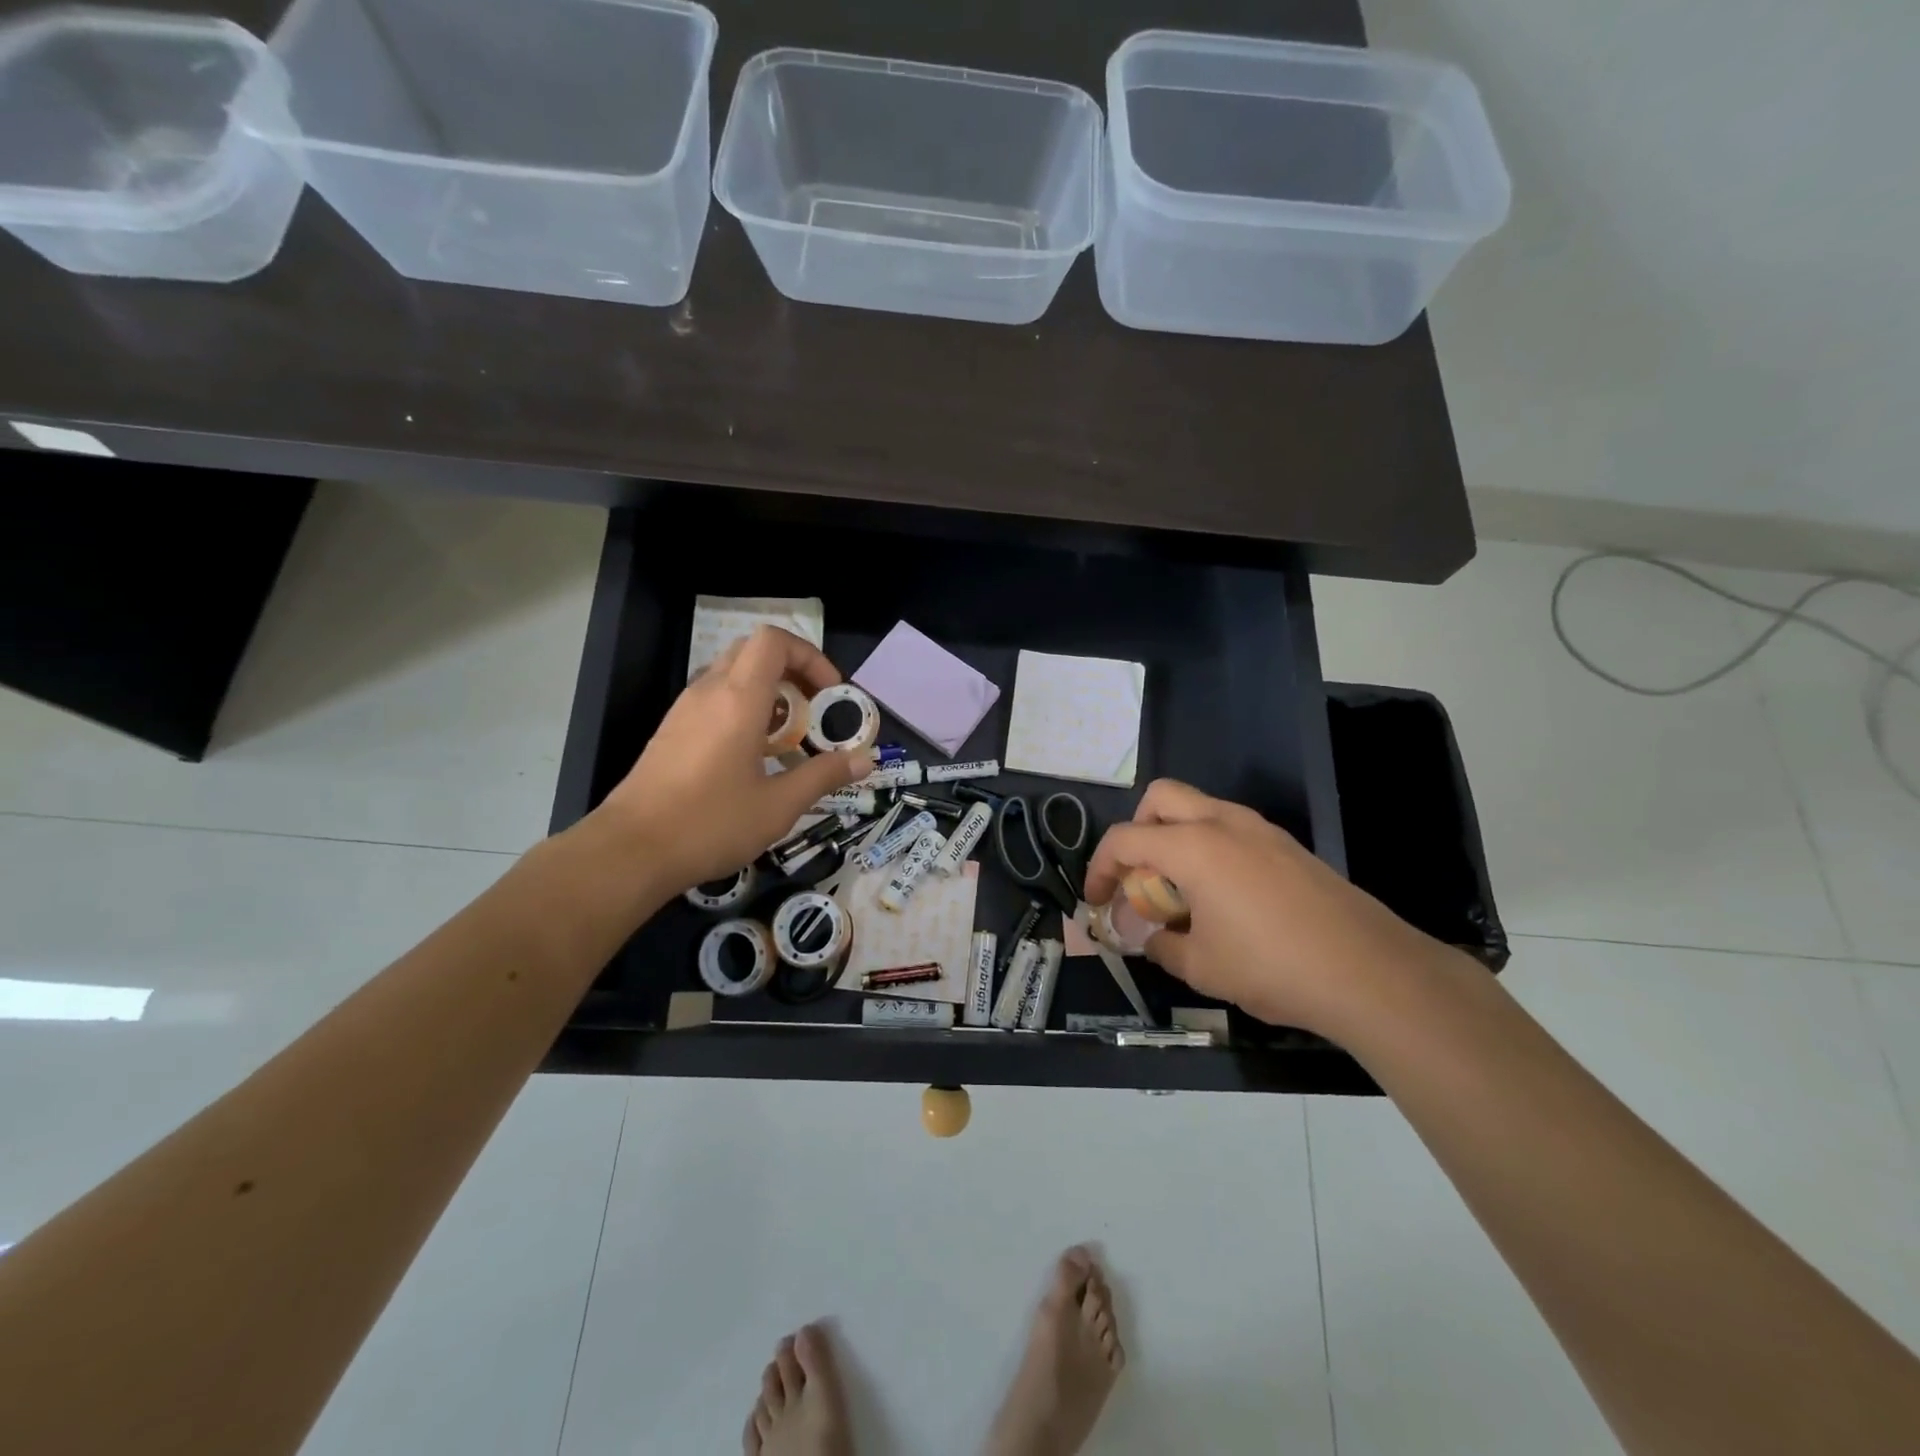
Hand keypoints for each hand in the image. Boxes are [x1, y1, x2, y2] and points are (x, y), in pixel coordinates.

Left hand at [593, 626, 871, 893]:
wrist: (630, 851)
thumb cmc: (710, 824)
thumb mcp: (779, 805)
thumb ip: (824, 776)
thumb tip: (865, 759)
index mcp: (738, 700)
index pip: (774, 641)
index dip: (809, 656)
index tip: (829, 694)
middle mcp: (709, 692)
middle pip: (754, 651)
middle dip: (792, 670)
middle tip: (814, 709)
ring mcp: (685, 710)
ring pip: (732, 674)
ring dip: (768, 691)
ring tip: (789, 736)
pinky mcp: (672, 731)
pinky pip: (714, 699)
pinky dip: (743, 708)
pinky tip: (753, 755)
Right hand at [1084, 779, 1448, 1036]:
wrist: (1370, 972)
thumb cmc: (1272, 966)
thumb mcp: (1200, 966)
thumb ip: (1160, 945)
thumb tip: (1148, 936)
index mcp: (1192, 846)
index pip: (1125, 839)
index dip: (1100, 868)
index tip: (1096, 901)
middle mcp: (1223, 823)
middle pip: (1160, 798)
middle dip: (1137, 831)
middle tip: (1140, 878)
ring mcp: (1261, 829)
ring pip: (1199, 808)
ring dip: (1175, 838)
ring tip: (1180, 893)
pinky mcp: (1288, 846)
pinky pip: (1231, 829)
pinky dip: (1209, 848)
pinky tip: (1223, 899)